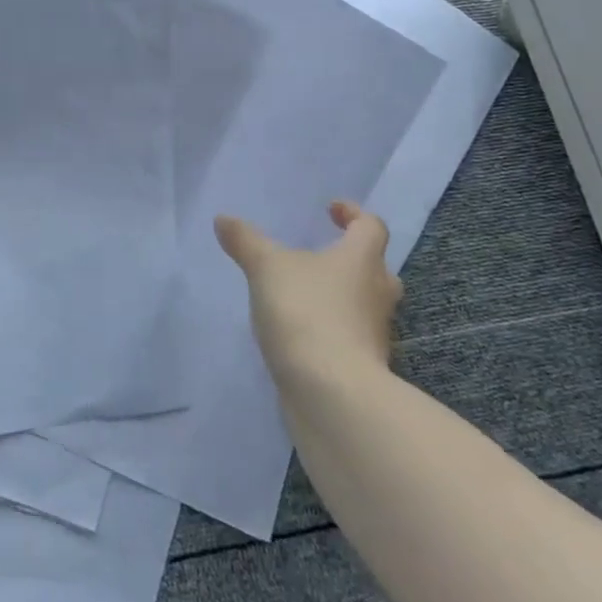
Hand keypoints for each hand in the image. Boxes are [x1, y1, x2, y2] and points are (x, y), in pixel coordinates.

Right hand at [214, 200, 400, 393]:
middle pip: (374, 267)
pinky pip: (351, 335)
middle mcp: (378, 293)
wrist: (331, 391)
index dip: (354, 214)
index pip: (371, 227)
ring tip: (304, 295)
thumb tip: (223, 219)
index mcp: (362, 259)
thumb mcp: (266, 267)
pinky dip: (332, 329)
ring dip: (341, 296)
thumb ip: (246, 241)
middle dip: (351, 259)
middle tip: (322, 255)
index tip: (332, 210)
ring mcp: (375, 333)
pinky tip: (302, 333)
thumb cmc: (306, 312)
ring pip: (364, 304)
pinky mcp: (364, 365)